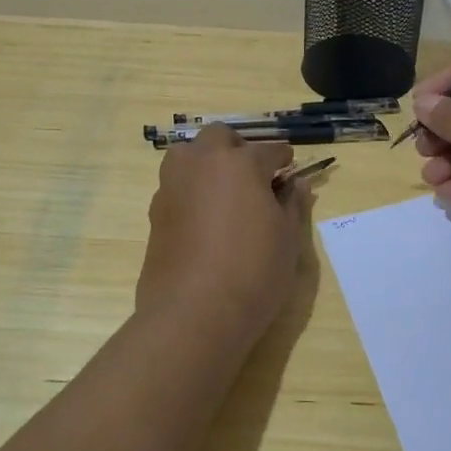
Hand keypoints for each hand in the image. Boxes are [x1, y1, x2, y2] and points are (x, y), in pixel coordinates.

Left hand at [137, 125, 311, 345]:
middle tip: (255, 176)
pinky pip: (176, 186)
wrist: (193, 313)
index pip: (269, 151)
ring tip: (225, 194)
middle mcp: (201, 164)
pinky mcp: (155, 212)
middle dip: (239, 148)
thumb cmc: (253, 272)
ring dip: (208, 163)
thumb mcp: (287, 239)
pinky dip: (192, 190)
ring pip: (189, 155)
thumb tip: (295, 183)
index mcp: (240, 163)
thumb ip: (292, 204)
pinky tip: (205, 220)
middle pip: (220, 137)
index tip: (290, 171)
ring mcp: (172, 186)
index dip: (283, 160)